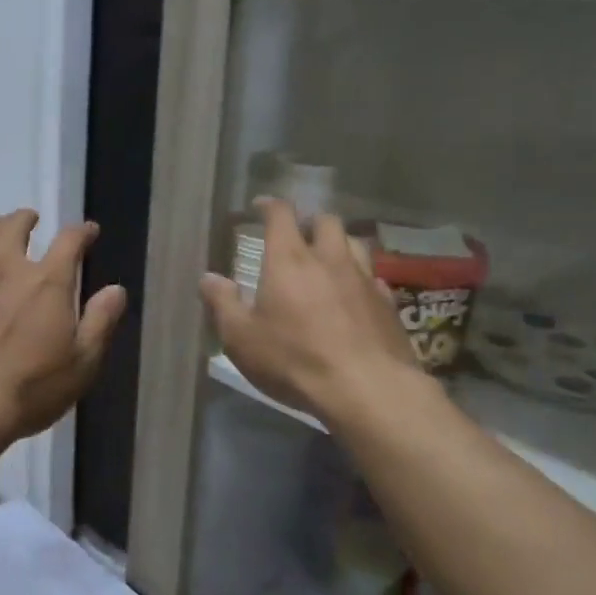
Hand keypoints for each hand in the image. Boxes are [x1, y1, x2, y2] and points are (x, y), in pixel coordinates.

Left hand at [0, 210, 127, 440]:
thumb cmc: (32, 386)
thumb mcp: (83, 361)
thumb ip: (100, 321)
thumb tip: (116, 289)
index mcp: (48, 282)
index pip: (70, 241)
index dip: (81, 232)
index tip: (88, 231)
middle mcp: (8, 269)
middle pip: (15, 228)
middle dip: (26, 219)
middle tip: (30, 218)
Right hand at [201, 199, 423, 424]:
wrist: (367, 389)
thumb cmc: (294, 360)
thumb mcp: (242, 338)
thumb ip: (223, 304)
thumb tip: (208, 278)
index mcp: (289, 260)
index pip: (281, 215)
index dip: (269, 205)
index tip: (259, 206)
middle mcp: (330, 259)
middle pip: (326, 220)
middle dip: (310, 221)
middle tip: (298, 234)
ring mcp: (364, 279)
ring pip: (355, 243)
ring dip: (339, 244)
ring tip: (328, 259)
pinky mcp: (387, 304)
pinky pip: (373, 278)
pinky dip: (360, 278)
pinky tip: (354, 294)